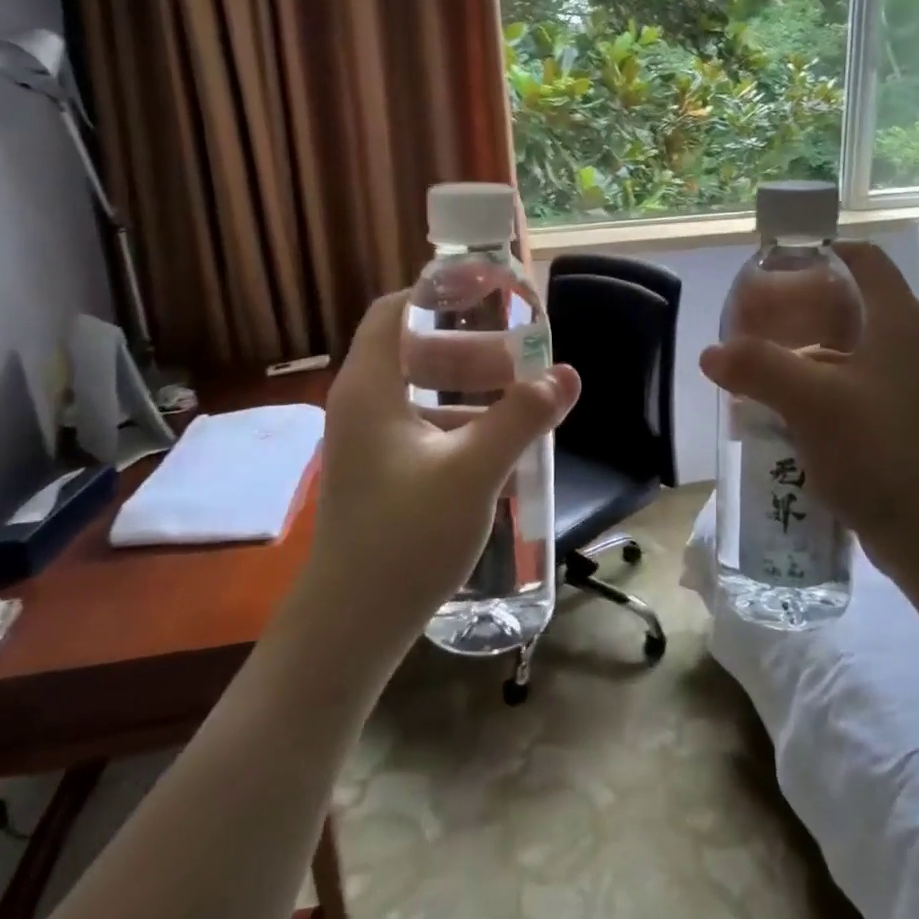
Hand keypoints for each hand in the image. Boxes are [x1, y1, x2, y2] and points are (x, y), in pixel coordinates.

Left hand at [304, 292, 580, 653]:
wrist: (351, 626)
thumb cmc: (405, 537)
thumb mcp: (473, 472)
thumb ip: (521, 418)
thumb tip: (567, 375)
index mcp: (370, 388)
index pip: (396, 310)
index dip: (440, 292)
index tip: (490, 293)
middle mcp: (361, 405)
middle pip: (413, 348)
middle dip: (469, 346)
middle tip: (519, 357)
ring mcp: (366, 442)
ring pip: (419, 391)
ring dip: (467, 387)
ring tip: (519, 398)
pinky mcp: (378, 473)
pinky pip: (420, 426)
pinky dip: (458, 421)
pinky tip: (496, 444)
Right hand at [699, 243, 918, 591]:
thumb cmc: (879, 451)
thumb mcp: (811, 402)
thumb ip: (758, 368)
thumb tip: (711, 353)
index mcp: (897, 322)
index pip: (863, 259)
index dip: (820, 252)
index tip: (774, 267)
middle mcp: (904, 344)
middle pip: (847, 302)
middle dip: (797, 307)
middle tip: (751, 321)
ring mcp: (901, 384)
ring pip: (843, 347)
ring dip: (799, 350)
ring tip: (755, 362)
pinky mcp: (892, 418)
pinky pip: (845, 384)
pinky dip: (811, 384)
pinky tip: (778, 405)